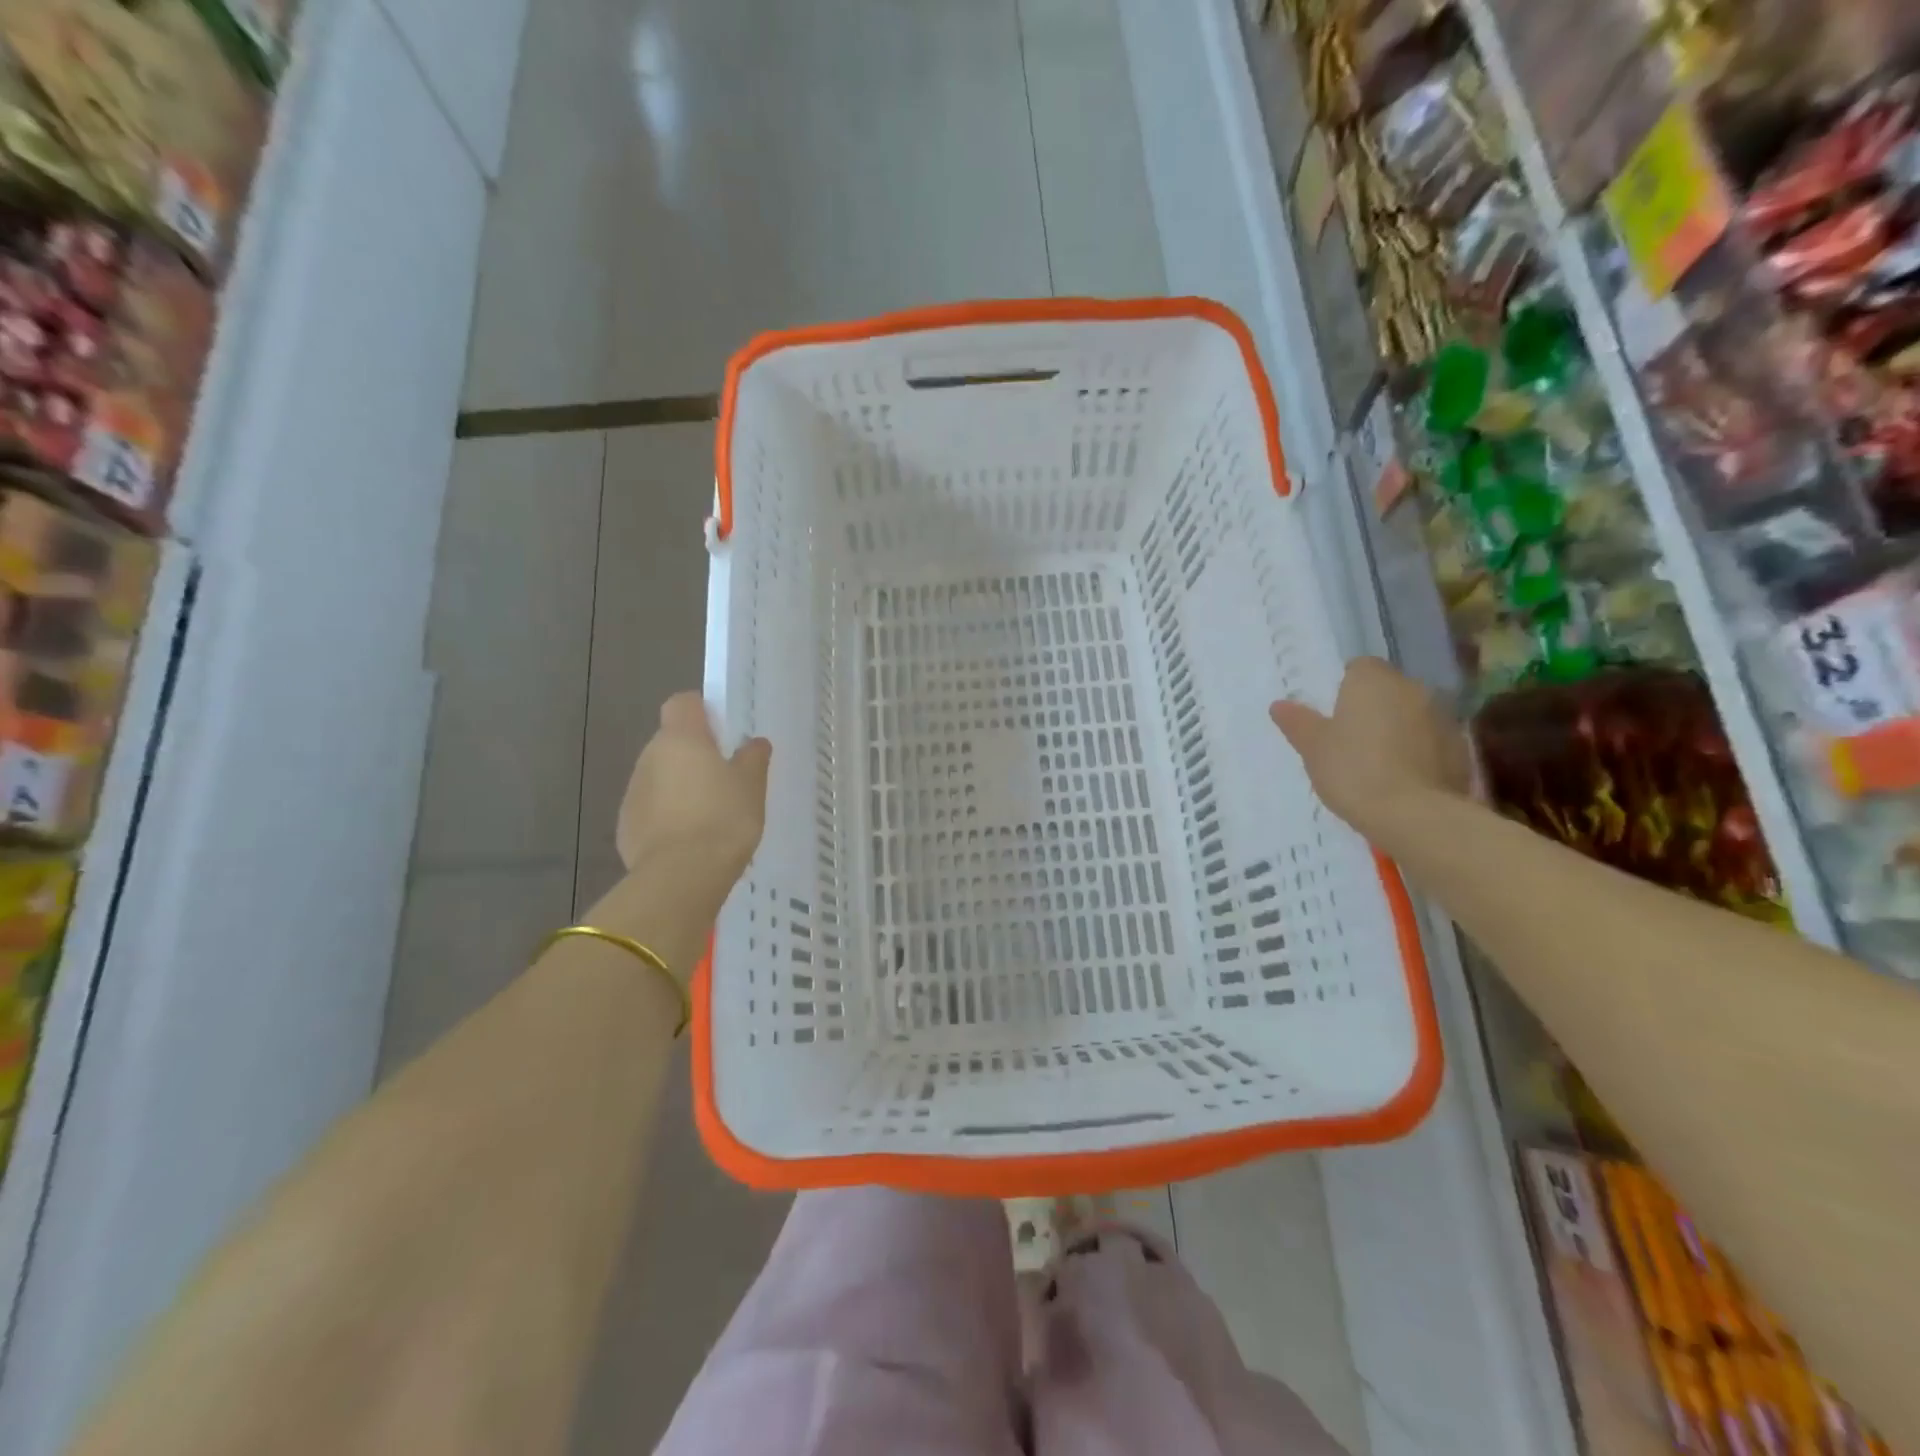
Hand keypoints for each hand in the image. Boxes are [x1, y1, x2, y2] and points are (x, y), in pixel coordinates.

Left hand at [616, 694, 770, 885]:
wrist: (682, 876)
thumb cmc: (724, 818)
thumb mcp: (751, 786)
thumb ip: (753, 759)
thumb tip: (754, 743)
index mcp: (681, 739)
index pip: (683, 703)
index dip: (702, 712)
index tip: (723, 731)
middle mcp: (650, 757)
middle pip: (671, 742)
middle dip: (694, 755)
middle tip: (725, 778)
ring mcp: (633, 792)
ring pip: (660, 777)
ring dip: (680, 786)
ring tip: (710, 814)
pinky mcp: (626, 826)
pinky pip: (651, 809)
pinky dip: (668, 816)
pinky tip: (691, 839)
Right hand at [1269, 657, 1470, 847]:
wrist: (1414, 814)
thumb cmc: (1353, 770)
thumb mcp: (1312, 748)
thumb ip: (1297, 722)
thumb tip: (1279, 705)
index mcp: (1372, 680)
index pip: (1359, 667)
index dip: (1344, 688)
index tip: (1333, 715)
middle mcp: (1412, 688)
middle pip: (1388, 689)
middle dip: (1372, 707)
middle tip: (1349, 740)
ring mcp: (1442, 717)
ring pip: (1412, 714)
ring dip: (1398, 729)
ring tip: (1377, 763)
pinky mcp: (1461, 748)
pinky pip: (1431, 741)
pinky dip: (1418, 751)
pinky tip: (1402, 779)